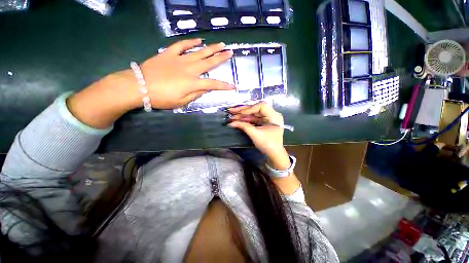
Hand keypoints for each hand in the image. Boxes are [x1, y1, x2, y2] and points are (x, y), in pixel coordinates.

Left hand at [139, 39, 233, 108]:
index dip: (224, 86)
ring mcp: (179, 59)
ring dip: (211, 48)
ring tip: (220, 44)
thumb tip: (205, 90)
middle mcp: (189, 69)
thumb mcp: (181, 102)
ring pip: (199, 52)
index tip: (233, 87)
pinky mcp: (169, 53)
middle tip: (230, 52)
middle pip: (209, 62)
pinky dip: (190, 42)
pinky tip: (198, 40)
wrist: (138, 86)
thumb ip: (195, 95)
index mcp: (193, 83)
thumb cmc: (161, 98)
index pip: (213, 84)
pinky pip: (182, 45)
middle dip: (221, 58)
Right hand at [228, 102, 289, 168]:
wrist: (274, 154)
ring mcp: (267, 119)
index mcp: (274, 116)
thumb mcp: (255, 134)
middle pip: (255, 109)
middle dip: (243, 111)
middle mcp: (271, 115)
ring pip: (253, 114)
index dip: (250, 108)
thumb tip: (231, 123)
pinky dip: (246, 119)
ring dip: (243, 115)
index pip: (261, 106)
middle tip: (231, 111)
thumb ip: (244, 126)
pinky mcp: (263, 123)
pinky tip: (238, 120)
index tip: (240, 113)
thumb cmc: (267, 144)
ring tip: (232, 116)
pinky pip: (254, 119)